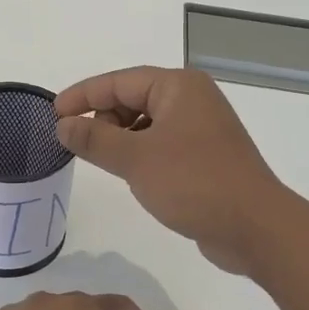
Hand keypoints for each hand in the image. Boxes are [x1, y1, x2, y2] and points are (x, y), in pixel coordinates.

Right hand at [55, 67, 289, 274]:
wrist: (256, 227)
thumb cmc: (194, 183)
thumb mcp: (135, 159)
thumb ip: (94, 139)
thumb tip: (63, 125)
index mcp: (178, 86)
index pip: (119, 81)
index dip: (82, 96)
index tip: (52, 113)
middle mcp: (192, 99)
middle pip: (133, 97)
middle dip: (102, 117)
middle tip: (78, 143)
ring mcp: (202, 127)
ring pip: (146, 122)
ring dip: (120, 137)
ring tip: (102, 160)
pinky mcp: (205, 155)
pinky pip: (161, 142)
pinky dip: (140, 152)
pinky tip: (131, 173)